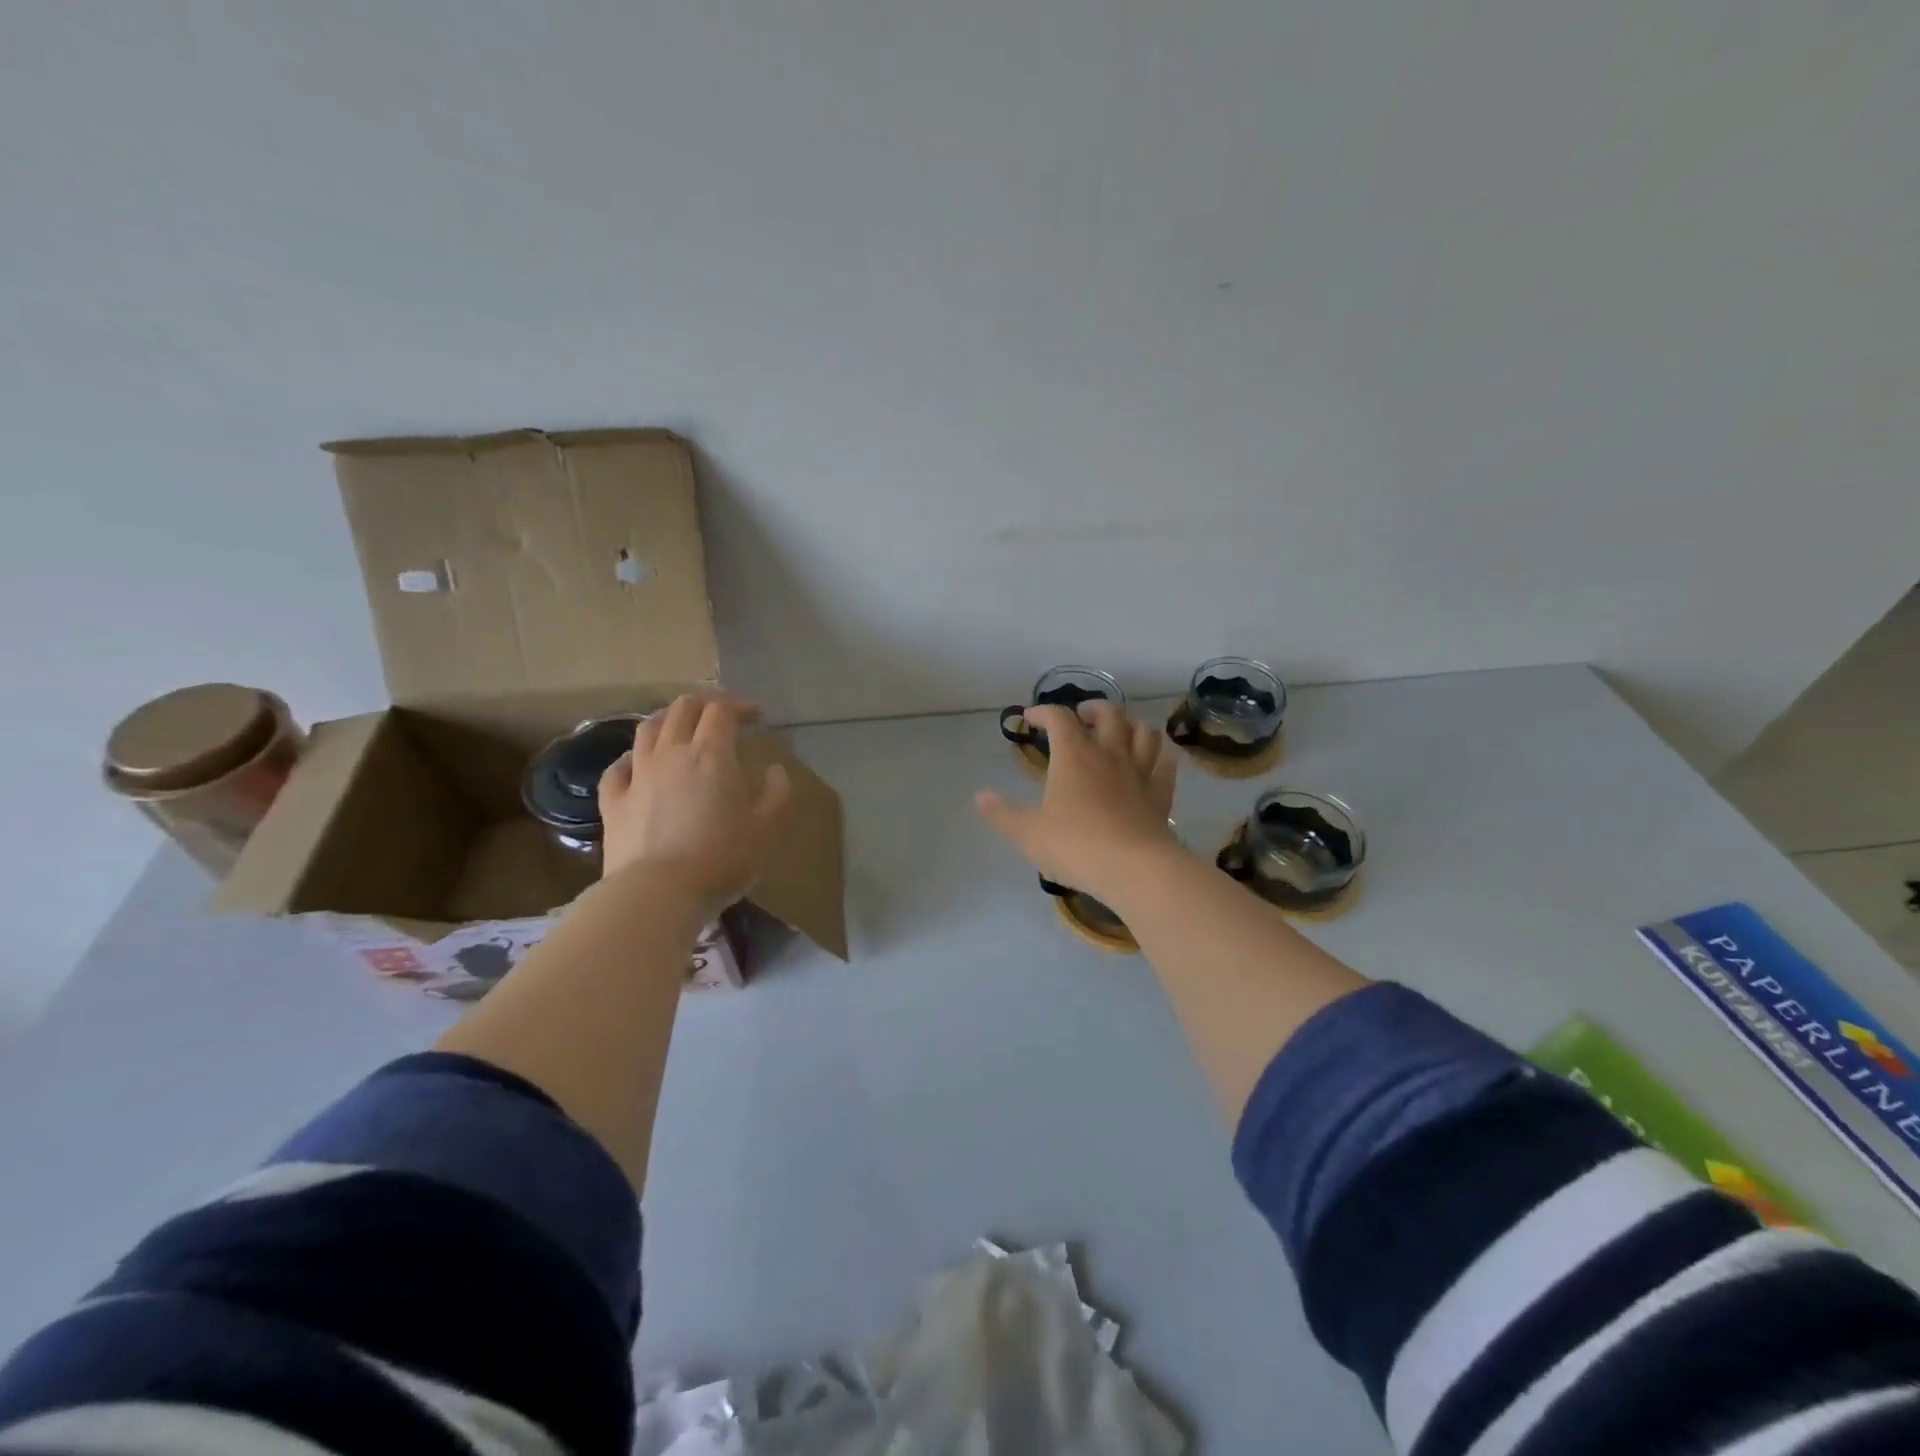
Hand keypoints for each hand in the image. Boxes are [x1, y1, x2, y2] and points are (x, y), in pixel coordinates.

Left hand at [597, 694, 791, 917]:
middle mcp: (671, 753)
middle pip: (682, 709)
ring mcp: (637, 775)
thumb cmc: (721, 858)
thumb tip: (775, 770)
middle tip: (720, 715)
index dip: (739, 706)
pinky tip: (638, 763)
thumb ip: (778, 793)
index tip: (756, 716)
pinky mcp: (612, 800)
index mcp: (711, 754)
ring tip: (679, 726)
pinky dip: (632, 756)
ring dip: (667, 719)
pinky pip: (618, 766)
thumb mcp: (767, 828)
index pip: (722, 711)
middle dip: (704, 704)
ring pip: (647, 728)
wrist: (658, 893)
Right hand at [975, 700, 1178, 903]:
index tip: (1030, 718)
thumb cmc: (1075, 846)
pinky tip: (1153, 764)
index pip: (1059, 717)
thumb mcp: (1028, 834)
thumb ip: (1002, 814)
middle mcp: (1109, 754)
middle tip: (1082, 717)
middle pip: (1109, 713)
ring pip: (1144, 733)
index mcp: (1074, 756)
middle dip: (1093, 708)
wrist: (1134, 869)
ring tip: (1120, 734)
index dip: (1043, 712)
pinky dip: (1159, 759)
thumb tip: (980, 797)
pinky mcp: (1161, 795)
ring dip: (1131, 726)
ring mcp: (1140, 773)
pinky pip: (1165, 767)